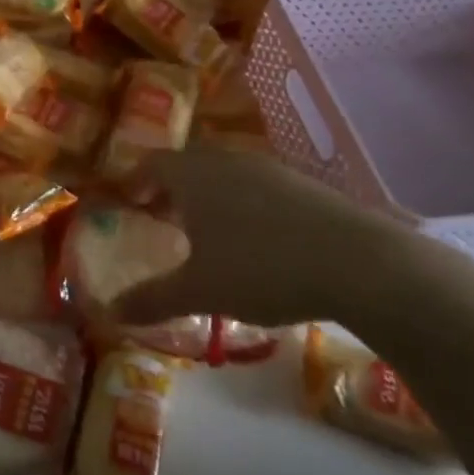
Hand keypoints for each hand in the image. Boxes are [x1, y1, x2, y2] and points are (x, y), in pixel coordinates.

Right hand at [113, 140, 421, 329]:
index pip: (151, 163)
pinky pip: (259, 187)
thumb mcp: (200, 291)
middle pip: (188, 165)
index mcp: (193, 175)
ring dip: (209, 197)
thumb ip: (152, 299)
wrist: (364, 265)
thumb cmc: (262, 268)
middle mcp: (227, 161)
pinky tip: (258, 241)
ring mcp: (271, 170)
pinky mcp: (307, 186)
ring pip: (225, 175)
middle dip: (170, 190)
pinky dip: (245, 205)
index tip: (127, 203)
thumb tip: (108, 313)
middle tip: (162, 219)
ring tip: (208, 233)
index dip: (134, 181)